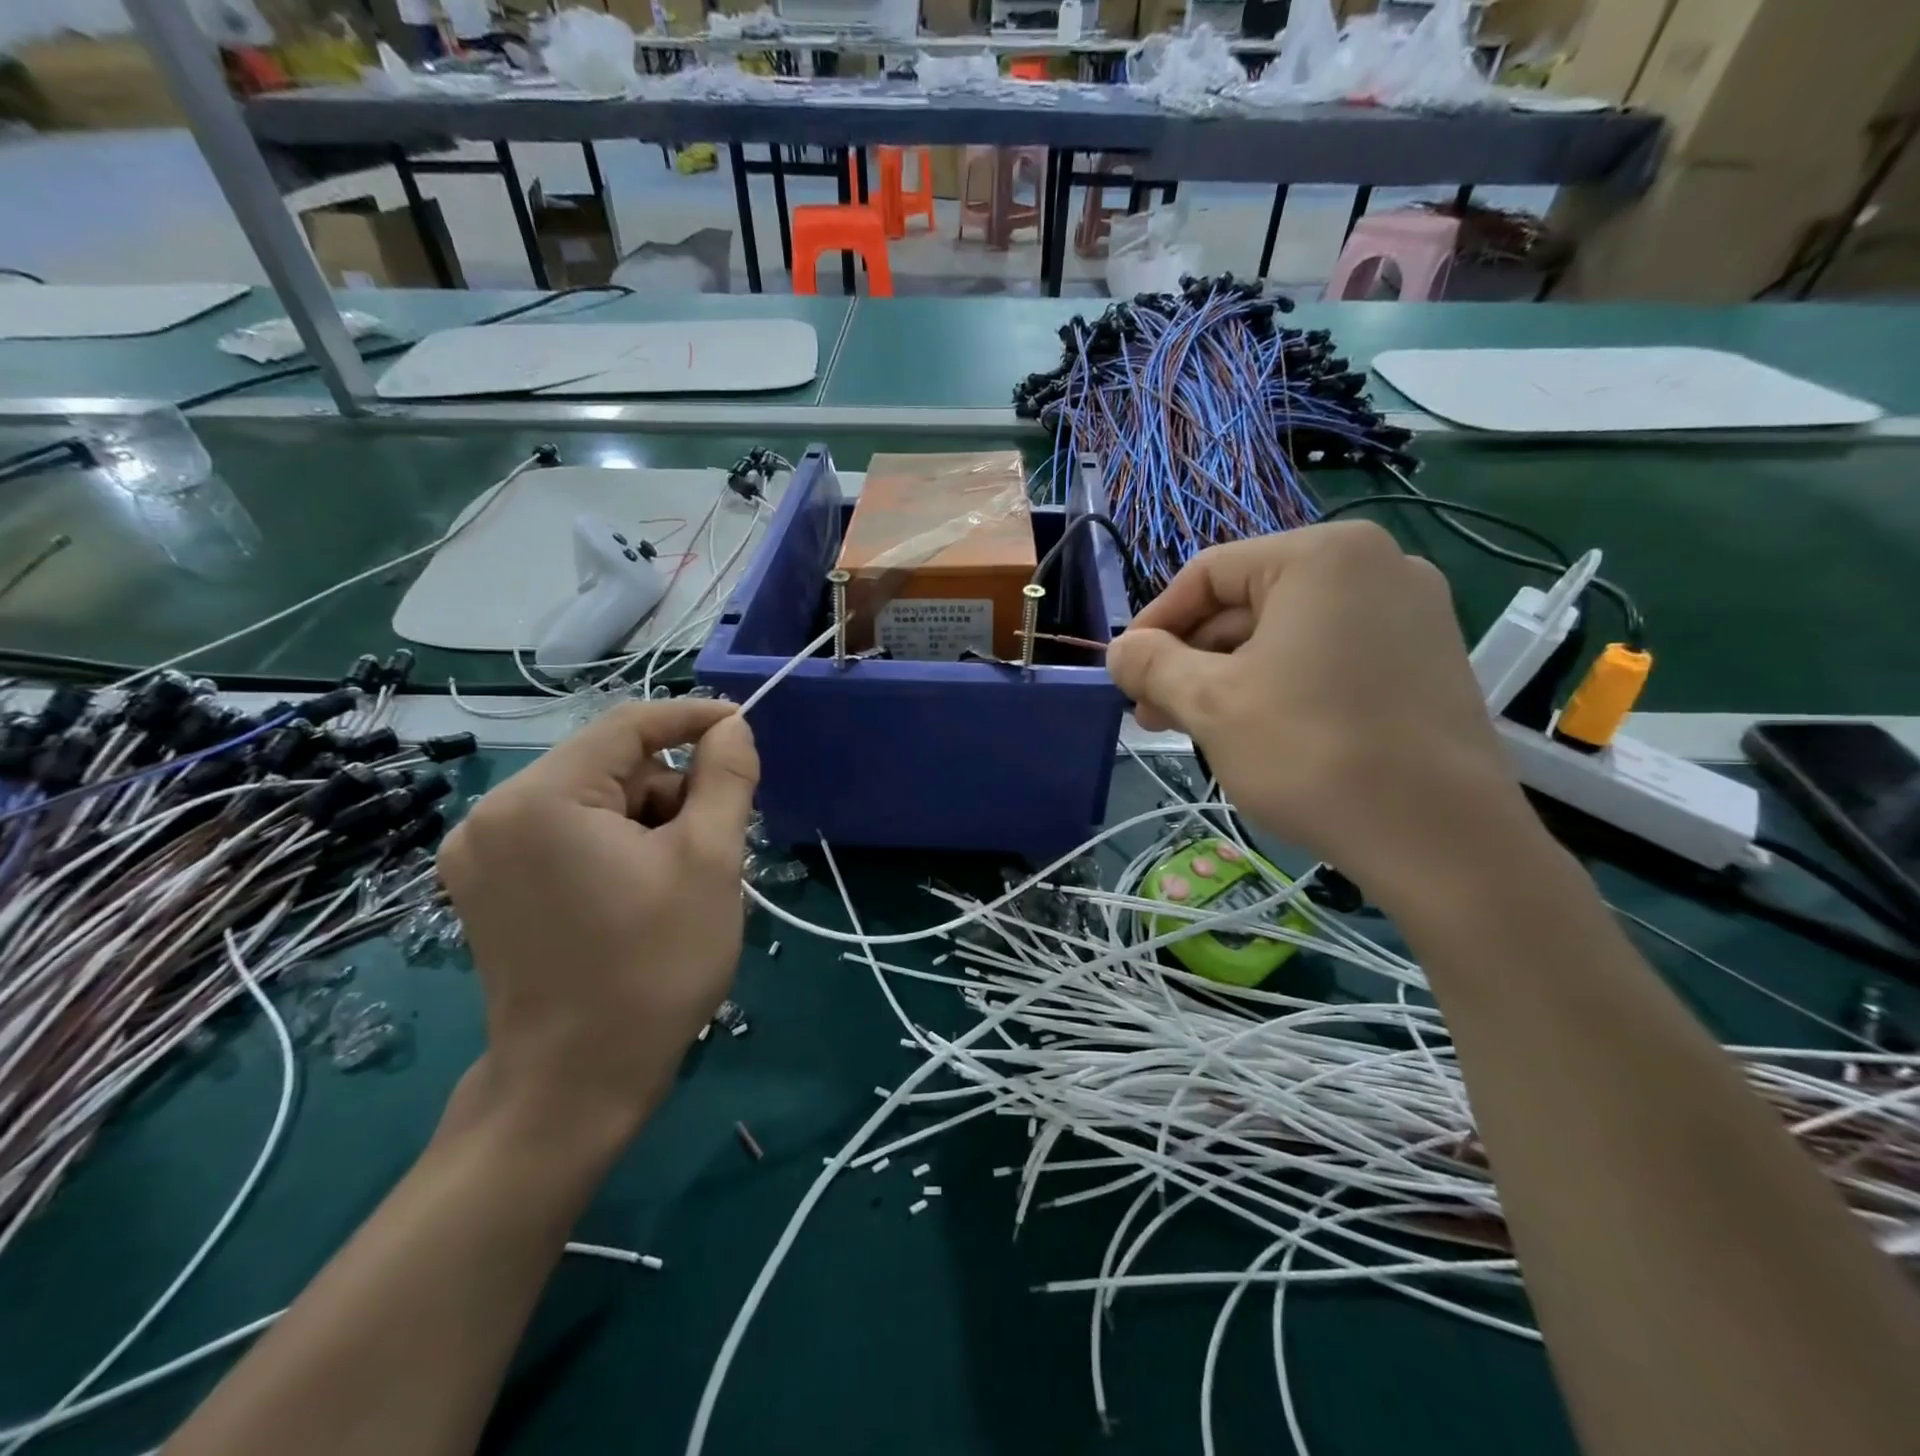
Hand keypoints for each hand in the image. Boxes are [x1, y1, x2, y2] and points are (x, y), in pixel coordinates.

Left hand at [438, 700, 758, 1133]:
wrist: (577, 1083)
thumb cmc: (654, 965)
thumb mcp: (710, 861)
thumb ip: (725, 778)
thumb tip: (731, 726)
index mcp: (541, 798)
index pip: (628, 724)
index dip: (693, 718)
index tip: (743, 729)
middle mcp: (493, 813)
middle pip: (608, 765)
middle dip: (671, 791)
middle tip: (715, 842)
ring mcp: (479, 853)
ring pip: (590, 800)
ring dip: (646, 821)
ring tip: (679, 879)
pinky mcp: (485, 886)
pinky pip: (564, 834)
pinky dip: (613, 844)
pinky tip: (640, 891)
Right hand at [1106, 523, 1534, 904]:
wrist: (1443, 840)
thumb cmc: (1312, 752)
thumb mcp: (1210, 704)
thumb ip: (1151, 665)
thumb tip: (1119, 650)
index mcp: (1321, 555)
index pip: (1207, 573)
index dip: (1154, 624)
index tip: (1126, 675)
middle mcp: (1375, 564)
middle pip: (1248, 603)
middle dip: (1192, 659)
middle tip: (1154, 715)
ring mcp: (1411, 612)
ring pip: (1286, 634)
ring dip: (1230, 677)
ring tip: (1198, 730)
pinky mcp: (1426, 659)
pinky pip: (1328, 656)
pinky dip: (1281, 686)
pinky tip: (1259, 733)